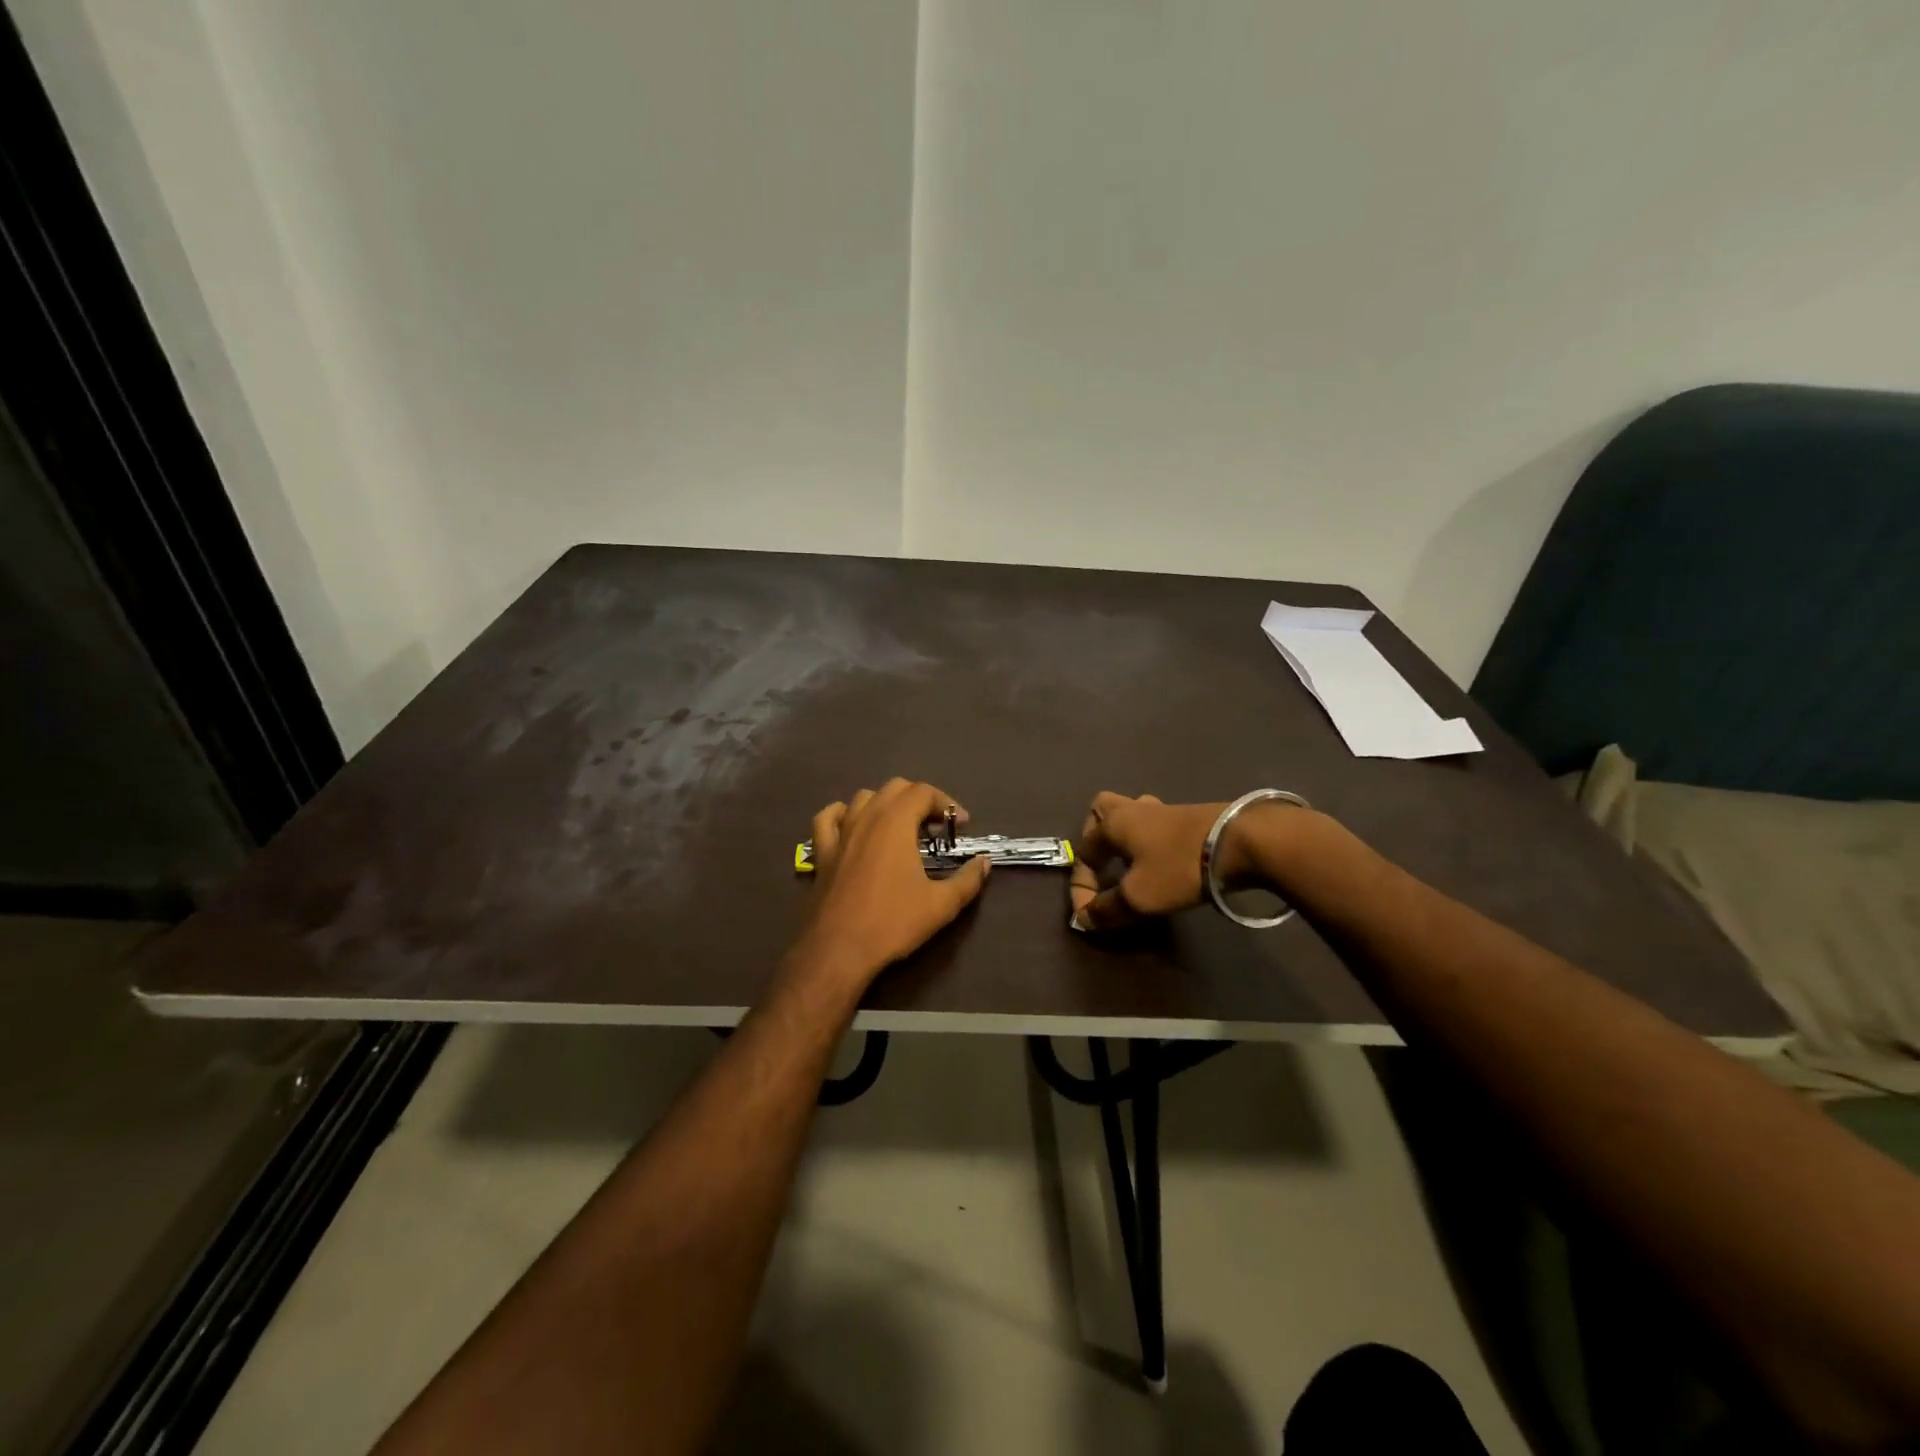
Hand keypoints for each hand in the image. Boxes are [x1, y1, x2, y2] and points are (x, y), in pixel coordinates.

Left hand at [795, 779, 991, 983]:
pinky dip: (843, 814)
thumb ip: (968, 880)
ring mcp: (840, 833)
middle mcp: (867, 818)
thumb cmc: (893, 922)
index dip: (946, 803)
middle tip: (936, 828)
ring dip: (886, 803)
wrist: (838, 950)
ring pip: (863, 798)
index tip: (961, 826)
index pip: (924, 792)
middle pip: (895, 788)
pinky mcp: (822, 852)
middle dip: (920, 800)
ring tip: (901, 827)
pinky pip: (828, 819)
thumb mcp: (942, 905)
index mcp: (895, 823)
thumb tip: (984, 862)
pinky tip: (852, 825)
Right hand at [1068, 792, 1228, 931]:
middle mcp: (1133, 809)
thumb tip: (1085, 918)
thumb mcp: (1139, 897)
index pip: (1083, 852)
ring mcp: (1163, 810)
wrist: (1241, 842)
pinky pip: (1156, 825)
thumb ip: (1107, 909)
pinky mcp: (1189, 817)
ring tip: (1130, 864)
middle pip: (1102, 810)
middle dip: (1096, 837)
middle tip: (1102, 864)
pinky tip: (1160, 862)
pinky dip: (1150, 842)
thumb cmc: (1179, 867)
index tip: (1091, 915)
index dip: (1081, 887)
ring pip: (1132, 813)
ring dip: (1125, 838)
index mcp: (1113, 823)